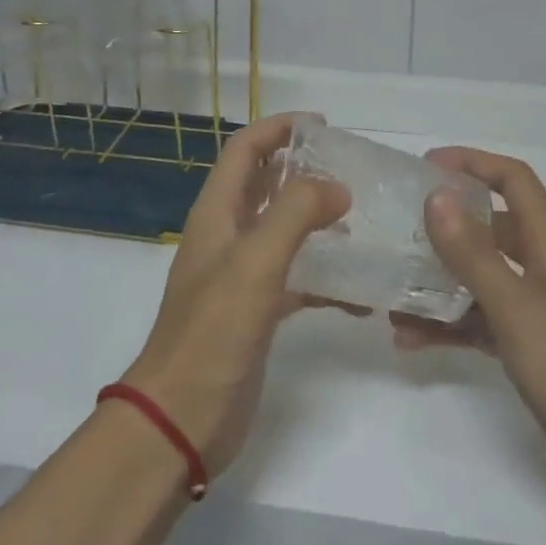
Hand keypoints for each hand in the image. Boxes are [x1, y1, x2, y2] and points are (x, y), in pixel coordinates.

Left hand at [121, 113, 353, 473]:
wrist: (182, 419)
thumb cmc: (213, 332)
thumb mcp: (255, 262)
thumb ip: (296, 214)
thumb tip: (337, 187)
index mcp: (217, 214)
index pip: (245, 150)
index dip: (278, 129)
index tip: (323, 125)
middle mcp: (228, 236)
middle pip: (266, 185)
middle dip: (304, 170)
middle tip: (352, 169)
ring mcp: (243, 275)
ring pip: (284, 230)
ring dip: (319, 220)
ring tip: (363, 219)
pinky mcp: (259, 312)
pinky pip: (298, 279)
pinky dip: (326, 277)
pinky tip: (360, 293)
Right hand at [395, 147, 545, 519]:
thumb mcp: (518, 307)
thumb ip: (474, 253)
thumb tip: (436, 196)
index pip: (513, 180)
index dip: (472, 163)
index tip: (424, 167)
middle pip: (491, 227)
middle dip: (445, 225)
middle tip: (396, 231)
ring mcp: (541, 309)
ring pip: (482, 278)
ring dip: (439, 282)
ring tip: (391, 295)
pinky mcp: (535, 349)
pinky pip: (484, 321)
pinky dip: (451, 325)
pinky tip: (411, 341)